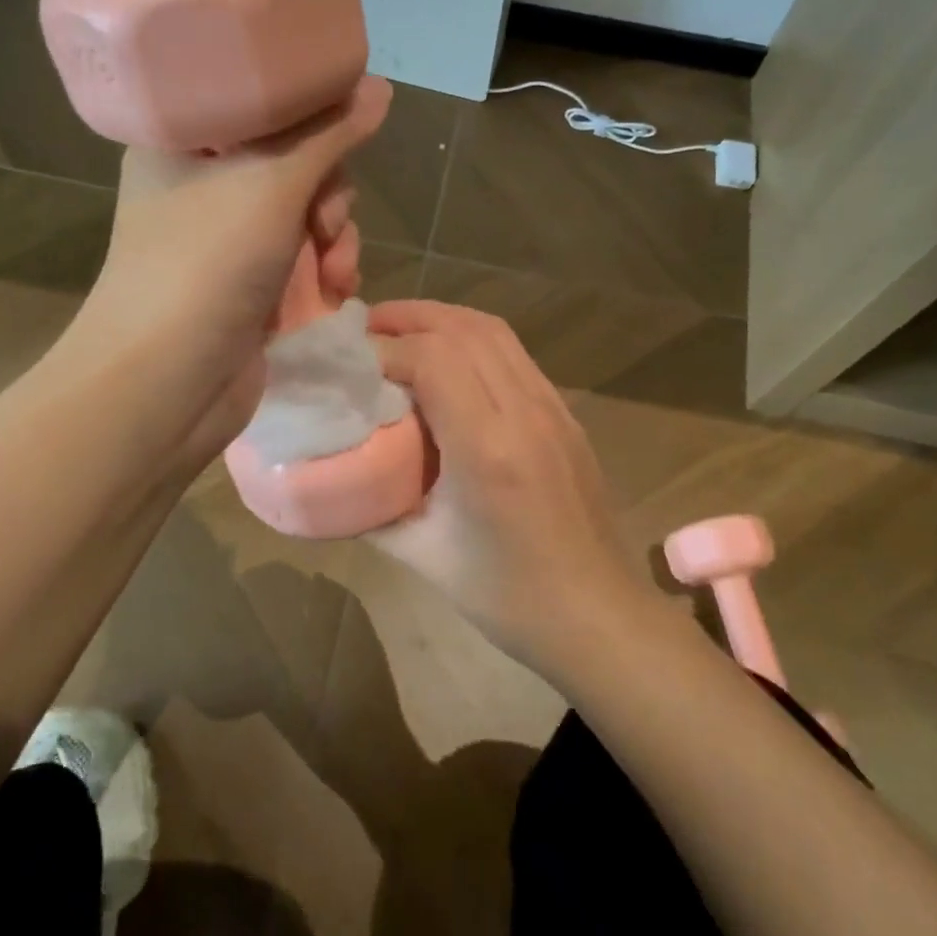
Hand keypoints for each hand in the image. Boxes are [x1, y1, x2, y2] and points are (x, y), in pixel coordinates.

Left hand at [69, 80, 387, 462]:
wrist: (167, 382)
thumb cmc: (208, 263)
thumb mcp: (273, 183)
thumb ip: (330, 134)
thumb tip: (381, 86)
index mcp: (187, 142)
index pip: (262, 106)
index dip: (311, 122)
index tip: (340, 142)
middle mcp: (203, 187)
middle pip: (293, 165)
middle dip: (328, 197)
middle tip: (326, 223)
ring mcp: (224, 243)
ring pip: (304, 219)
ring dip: (335, 243)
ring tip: (338, 275)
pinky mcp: (245, 288)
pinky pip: (300, 263)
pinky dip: (322, 276)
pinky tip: (335, 294)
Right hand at [367, 301, 648, 679]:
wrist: (599, 617)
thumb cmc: (509, 597)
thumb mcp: (425, 555)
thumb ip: (374, 508)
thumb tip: (338, 475)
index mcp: (488, 448)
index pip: (433, 359)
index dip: (386, 349)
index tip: (350, 364)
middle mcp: (526, 413)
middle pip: (465, 329)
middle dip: (410, 318)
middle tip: (365, 328)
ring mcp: (554, 410)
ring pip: (496, 333)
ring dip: (444, 321)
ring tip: (402, 332)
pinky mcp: (567, 417)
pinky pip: (516, 357)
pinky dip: (474, 342)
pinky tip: (450, 364)